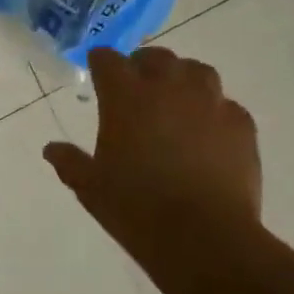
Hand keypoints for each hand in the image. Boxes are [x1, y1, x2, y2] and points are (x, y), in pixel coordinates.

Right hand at [42, 46, 262, 271]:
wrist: (203, 236)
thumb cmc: (135, 208)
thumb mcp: (90, 187)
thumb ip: (70, 162)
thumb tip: (52, 149)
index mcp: (125, 98)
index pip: (108, 59)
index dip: (101, 63)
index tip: (97, 72)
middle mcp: (168, 89)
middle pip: (156, 57)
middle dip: (143, 65)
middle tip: (136, 86)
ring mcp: (210, 104)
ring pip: (197, 71)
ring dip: (182, 79)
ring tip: (176, 101)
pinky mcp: (241, 125)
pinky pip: (226, 104)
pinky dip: (213, 110)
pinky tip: (207, 132)